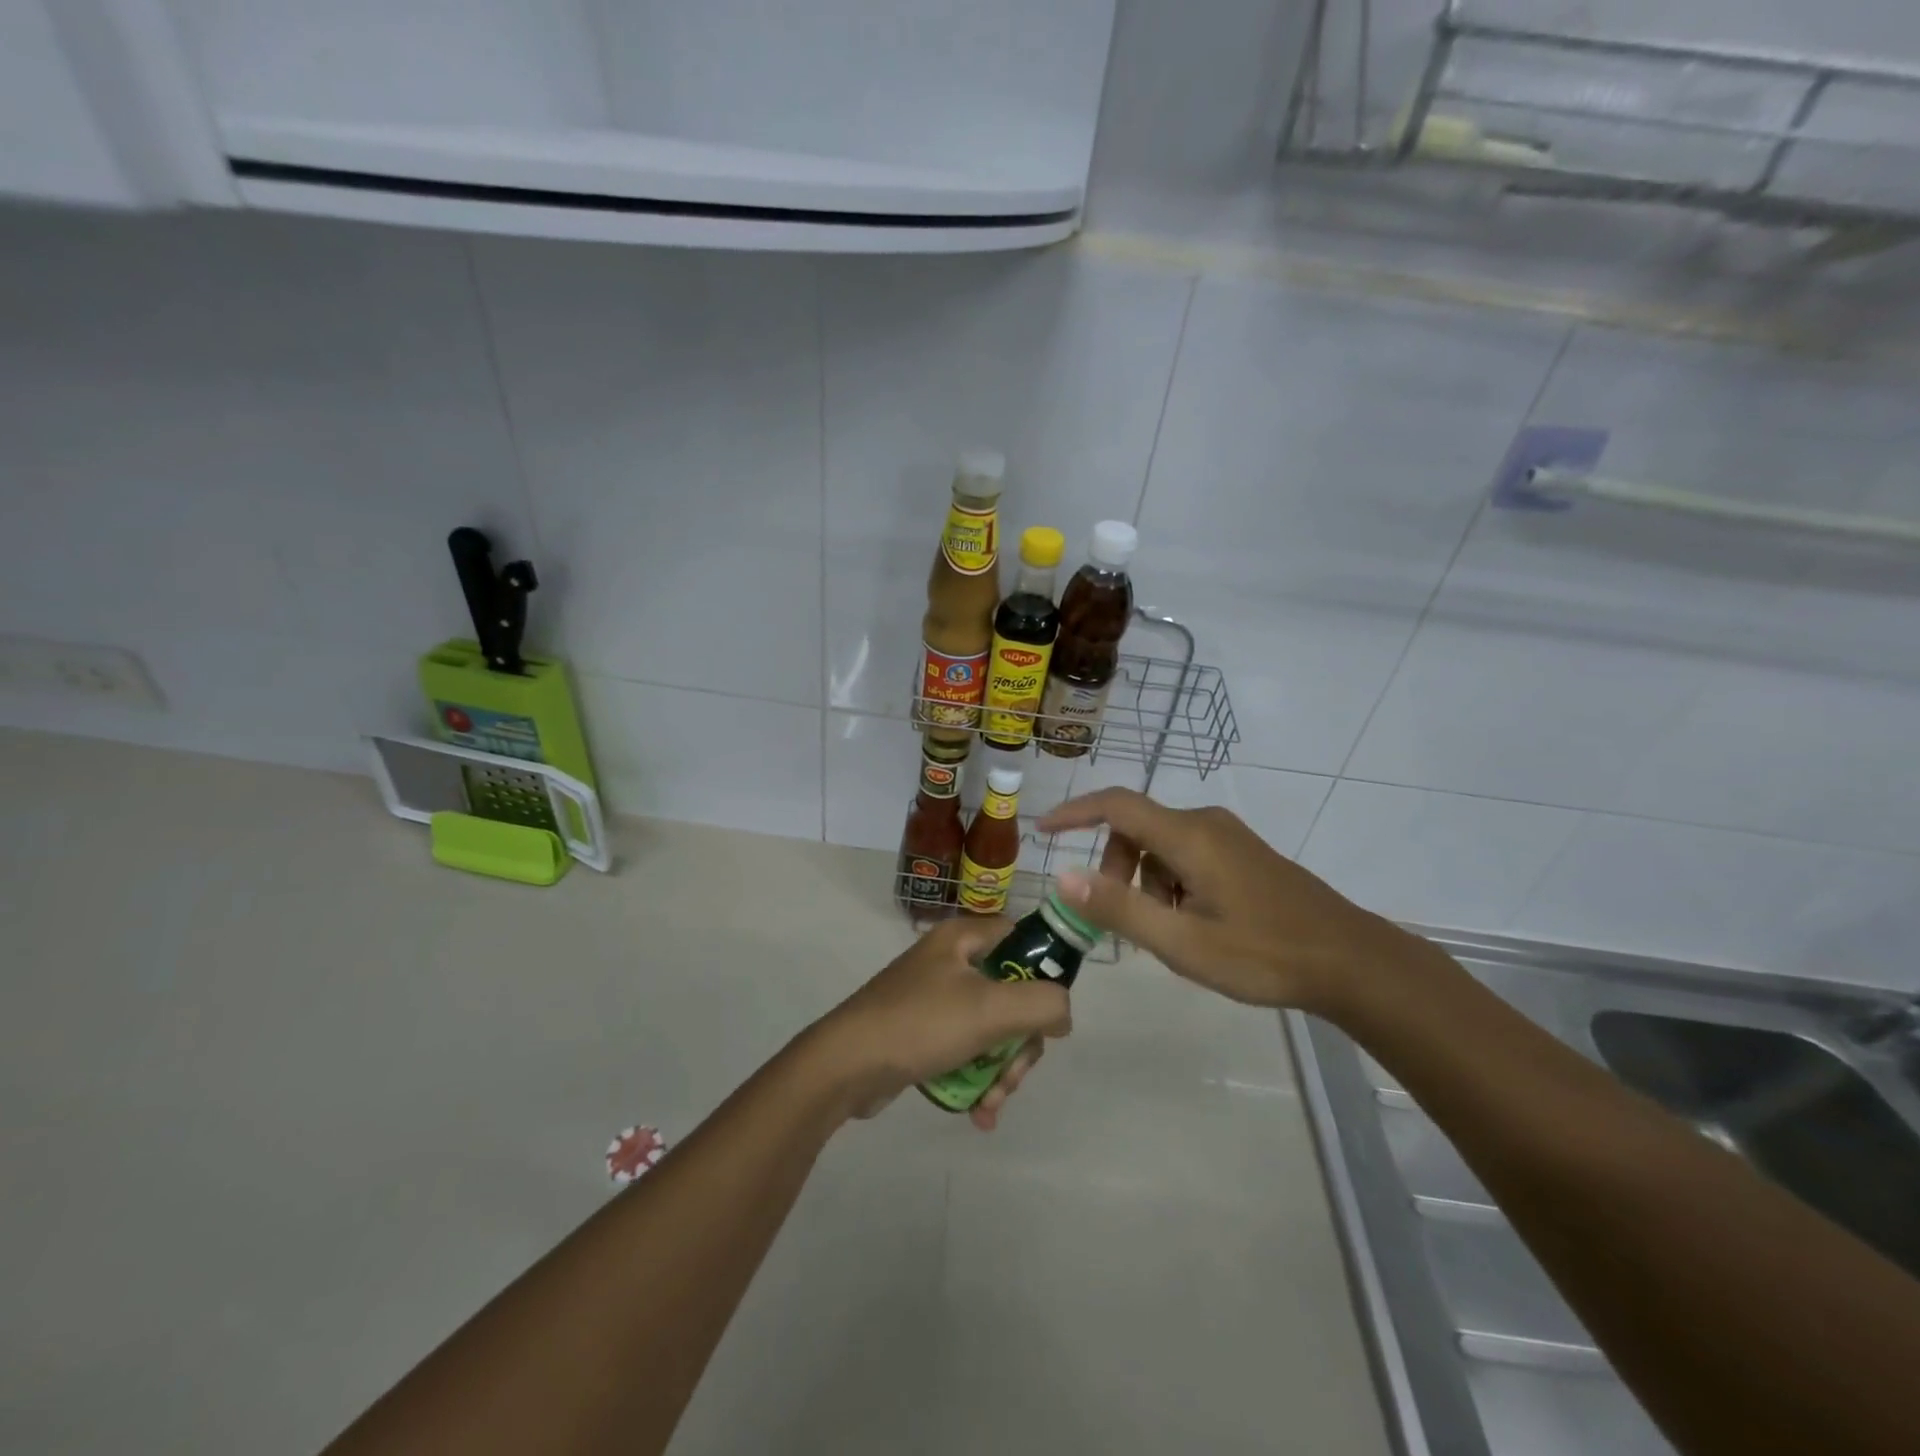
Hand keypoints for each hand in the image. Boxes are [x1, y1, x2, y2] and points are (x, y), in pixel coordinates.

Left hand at [806, 918, 1071, 1129]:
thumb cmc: (920, 1024)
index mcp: (963, 939)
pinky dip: (976, 1080)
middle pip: (1012, 996)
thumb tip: (1062, 1014)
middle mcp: (950, 962)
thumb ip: (1043, 1004)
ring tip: (989, 1104)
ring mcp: (935, 999)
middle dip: (1019, 1046)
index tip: (1047, 1017)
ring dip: (1000, 1071)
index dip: (1043, 975)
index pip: (1022, 940)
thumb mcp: (990, 1009)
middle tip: (1011, 1076)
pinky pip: (966, 1052)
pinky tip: (977, 1114)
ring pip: (992, 1030)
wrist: (844, 1066)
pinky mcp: (923, 1033)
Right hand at [1038, 789, 1427, 1016]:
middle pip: (1136, 828)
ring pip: (1161, 845)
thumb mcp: (1182, 943)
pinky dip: (1169, 882)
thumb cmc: (1263, 954)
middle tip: (1121, 918)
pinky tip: (1191, 924)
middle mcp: (1205, 823)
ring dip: (1145, 881)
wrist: (1350, 961)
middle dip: (1115, 867)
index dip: (1074, 812)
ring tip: (1165, 931)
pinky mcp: (1242, 853)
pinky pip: (1186, 854)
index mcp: (1188, 836)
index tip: (1042, 830)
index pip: (1116, 805)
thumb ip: (1119, 908)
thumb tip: (1062, 876)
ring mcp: (1228, 836)